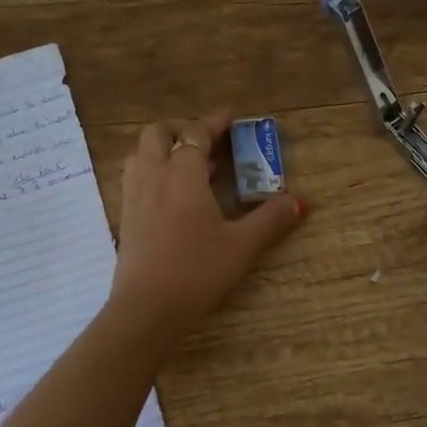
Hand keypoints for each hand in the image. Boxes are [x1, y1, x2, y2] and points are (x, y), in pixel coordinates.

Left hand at [108, 112, 306, 338]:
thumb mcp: (242, 245)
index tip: (231, 118)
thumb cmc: (198, 271)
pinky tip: (172, 195)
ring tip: (191, 167)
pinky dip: (153, 170)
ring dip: (164, 148)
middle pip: (158, 133)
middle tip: (206, 142)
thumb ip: (271, 219)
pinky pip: (136, 176)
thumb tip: (301, 201)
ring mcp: (134, 195)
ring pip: (141, 153)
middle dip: (181, 129)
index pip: (195, 134)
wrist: (147, 308)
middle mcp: (153, 175)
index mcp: (182, 174)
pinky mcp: (126, 216)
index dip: (213, 123)